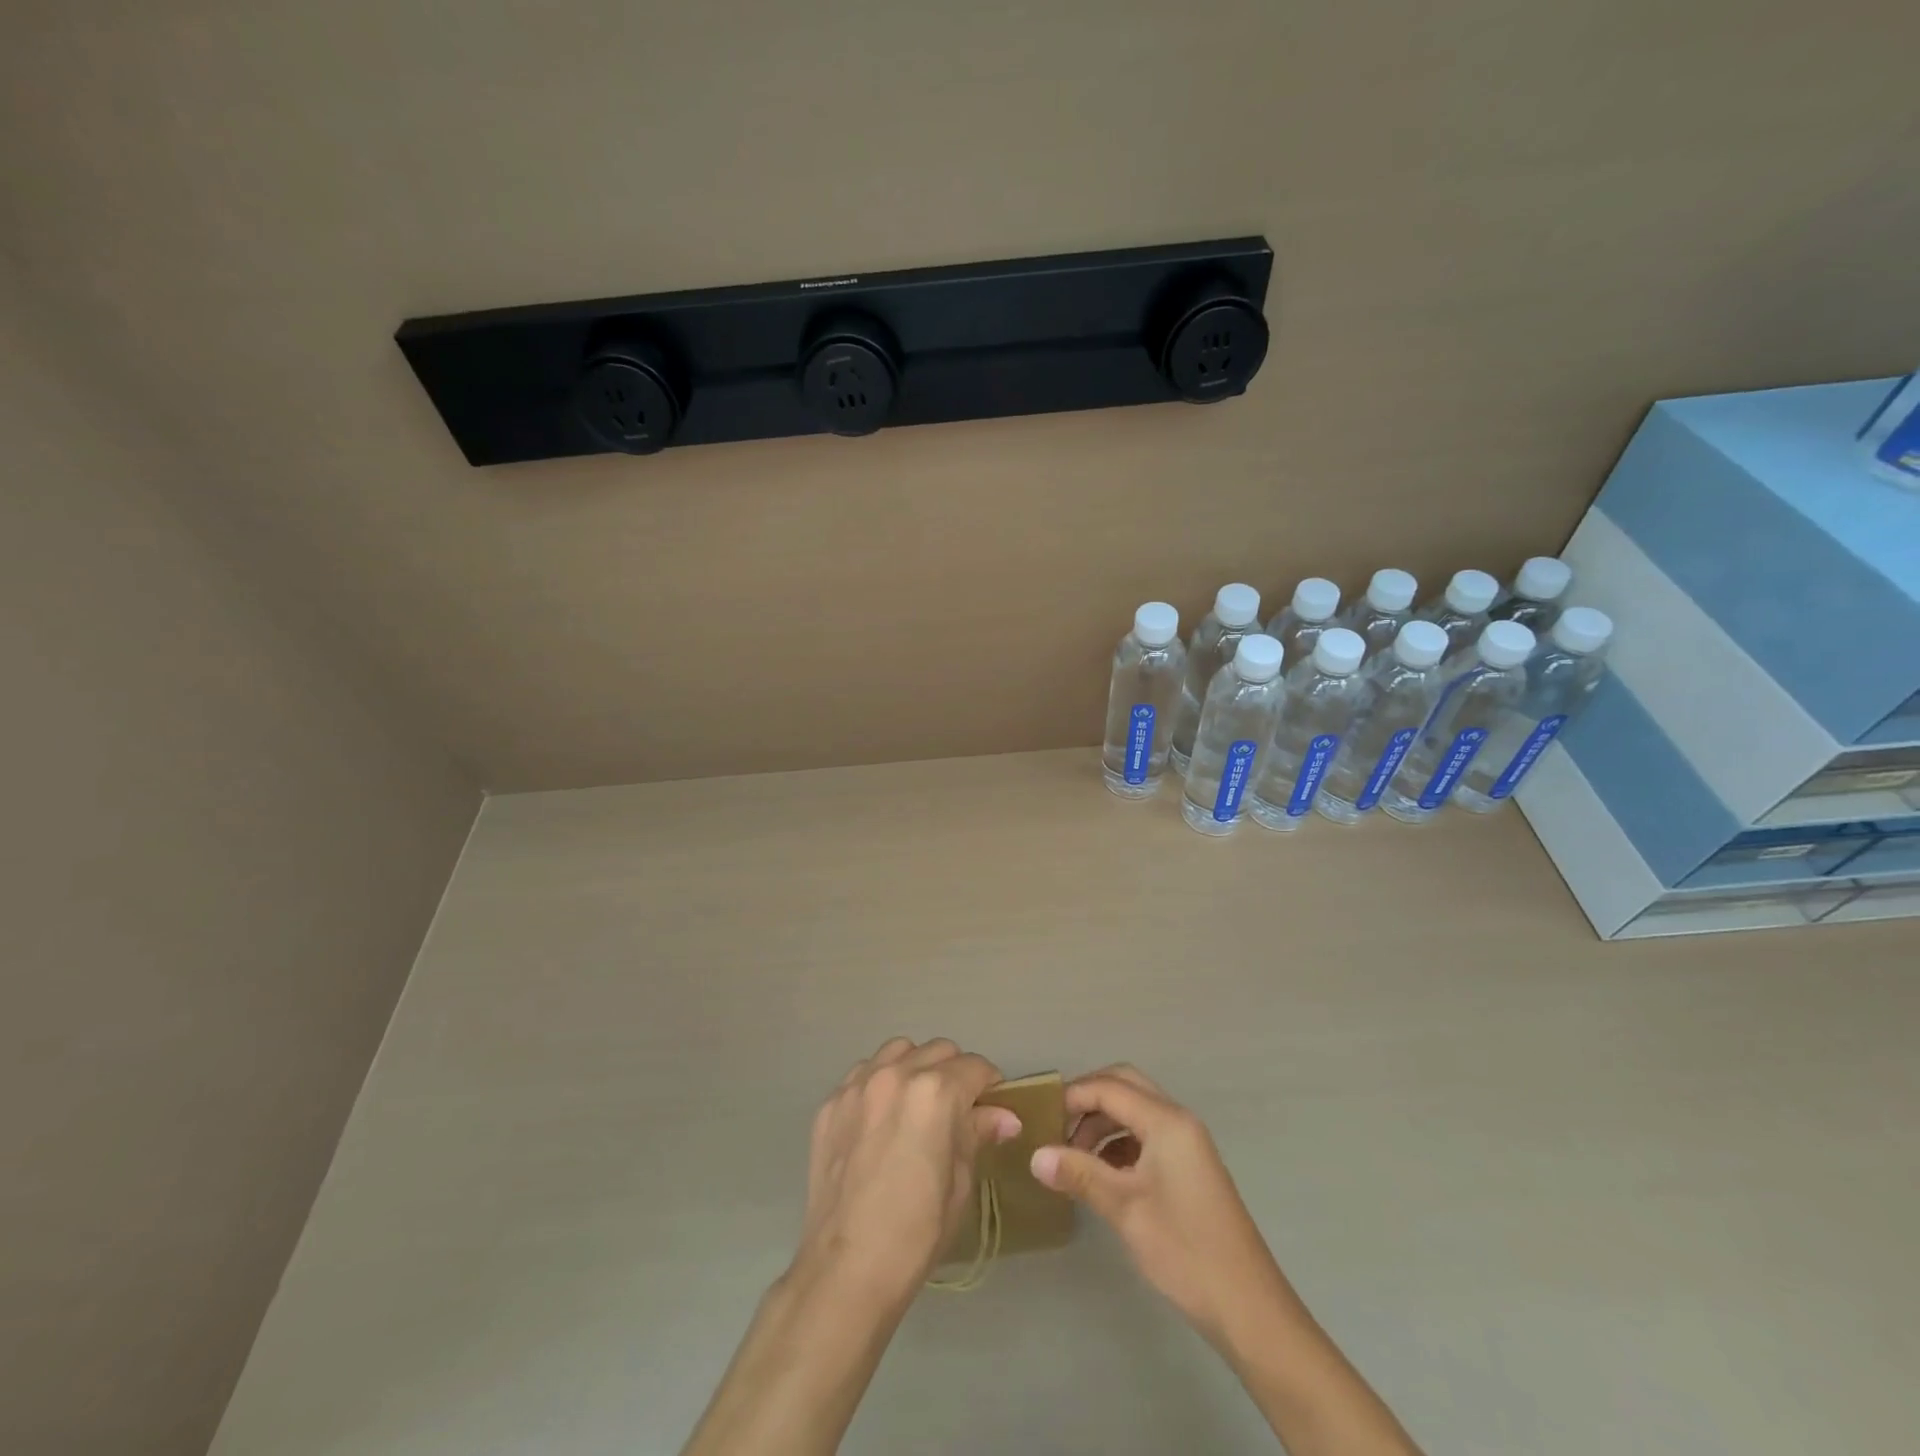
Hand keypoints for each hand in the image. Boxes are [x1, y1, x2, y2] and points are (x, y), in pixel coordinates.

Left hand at [790, 1037, 1020, 1307]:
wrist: (847, 1267)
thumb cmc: (917, 1231)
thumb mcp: (960, 1182)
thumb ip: (978, 1134)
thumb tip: (1005, 1116)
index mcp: (936, 1092)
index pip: (976, 1067)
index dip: (990, 1085)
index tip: (992, 1107)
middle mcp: (897, 1073)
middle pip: (939, 1050)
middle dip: (955, 1073)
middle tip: (957, 1109)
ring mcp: (858, 1084)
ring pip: (899, 1051)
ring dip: (915, 1068)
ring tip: (916, 1106)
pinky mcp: (830, 1102)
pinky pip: (863, 1073)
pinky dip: (880, 1083)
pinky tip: (880, 1120)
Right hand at [1030, 1064, 1286, 1345]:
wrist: (1249, 1308)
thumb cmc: (1184, 1250)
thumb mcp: (1125, 1209)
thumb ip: (1079, 1174)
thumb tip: (1034, 1156)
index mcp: (1167, 1121)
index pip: (1109, 1087)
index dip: (1072, 1097)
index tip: (1040, 1120)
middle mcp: (1178, 1120)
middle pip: (1125, 1086)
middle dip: (1088, 1100)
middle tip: (1057, 1128)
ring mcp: (1187, 1143)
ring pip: (1135, 1110)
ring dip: (1103, 1123)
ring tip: (1073, 1158)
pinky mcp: (1188, 1166)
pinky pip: (1147, 1134)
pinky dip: (1119, 1142)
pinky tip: (1101, 1174)